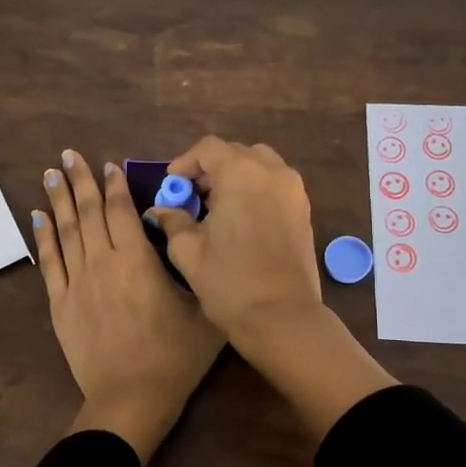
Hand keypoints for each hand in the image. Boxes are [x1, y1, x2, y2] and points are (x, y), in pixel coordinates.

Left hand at [36, 150, 224, 463]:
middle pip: (87, 213)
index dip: (114, 185)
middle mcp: (102, 262)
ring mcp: (77, 283)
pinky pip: (49, 263)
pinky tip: (36, 217)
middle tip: (69, 155)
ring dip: (57, 200)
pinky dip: (43, 237)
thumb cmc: (175, 356)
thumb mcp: (204, 309)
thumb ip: (195, 268)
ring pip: (65, 231)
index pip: (121, 211)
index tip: (108, 165)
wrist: (131, 399)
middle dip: (80, 181)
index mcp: (137, 260)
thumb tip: (189, 236)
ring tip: (50, 174)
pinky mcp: (60, 305)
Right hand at [145, 137, 323, 340]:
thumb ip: (173, 222)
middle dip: (211, 169)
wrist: (282, 317)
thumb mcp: (189, 251)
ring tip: (217, 205)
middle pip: (236, 153)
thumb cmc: (229, 282)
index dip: (186, 162)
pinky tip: (240, 218)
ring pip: (260, 165)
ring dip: (236, 176)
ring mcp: (293, 190)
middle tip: (192, 196)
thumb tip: (161, 210)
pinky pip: (275, 184)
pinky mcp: (304, 210)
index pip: (209, 148)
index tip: (172, 185)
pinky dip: (255, 189)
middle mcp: (272, 172)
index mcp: (241, 174)